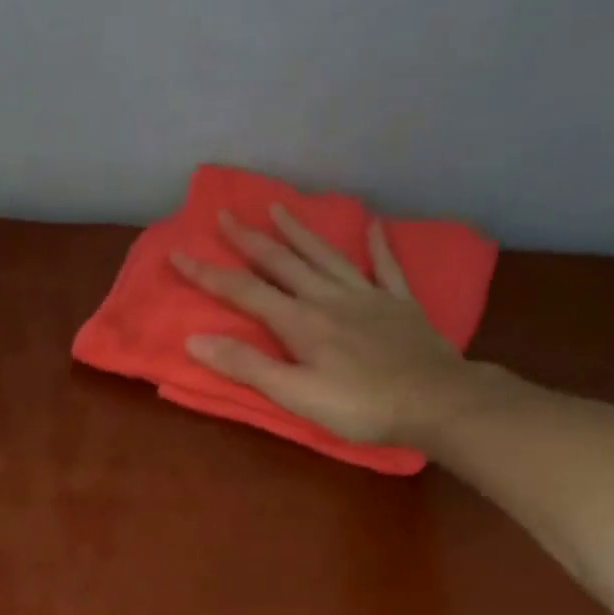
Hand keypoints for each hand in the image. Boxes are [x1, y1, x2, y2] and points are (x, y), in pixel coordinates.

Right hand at [171, 206, 468, 446]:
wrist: (434, 401)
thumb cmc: (359, 406)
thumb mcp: (295, 395)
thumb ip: (247, 366)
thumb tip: (195, 341)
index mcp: (300, 322)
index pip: (245, 292)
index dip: (209, 274)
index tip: (179, 254)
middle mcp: (329, 298)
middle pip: (283, 263)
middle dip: (249, 240)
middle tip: (225, 215)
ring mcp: (367, 296)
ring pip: (326, 256)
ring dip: (299, 232)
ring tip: (278, 207)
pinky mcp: (399, 304)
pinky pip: (386, 267)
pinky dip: (378, 245)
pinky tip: (373, 225)